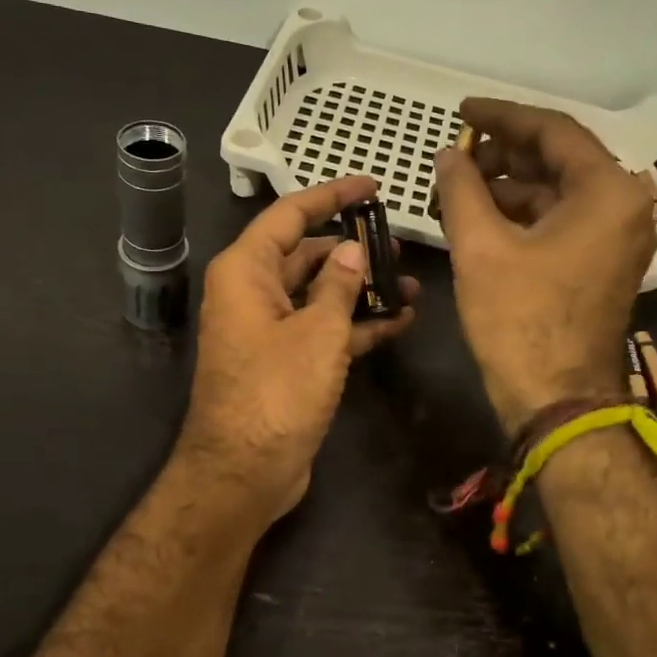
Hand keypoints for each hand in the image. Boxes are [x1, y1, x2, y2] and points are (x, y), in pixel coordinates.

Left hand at [177, 175, 418, 525]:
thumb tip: (352, 250)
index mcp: (246, 271)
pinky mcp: (286, 363)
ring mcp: (270, 330)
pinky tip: (400, 321)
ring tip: (411, 284)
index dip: (331, 195)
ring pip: (319, 295)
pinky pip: (323, 330)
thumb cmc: (277, 392)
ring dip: (361, 290)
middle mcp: (253, 293)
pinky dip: (356, 325)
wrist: (245, 472)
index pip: (290, 215)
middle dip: (352, 249)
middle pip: (306, 254)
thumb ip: (339, 284)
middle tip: (400, 244)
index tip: (371, 184)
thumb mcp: (317, 331)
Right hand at [434, 99, 655, 434]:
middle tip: (456, 153)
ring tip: (459, 187)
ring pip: (559, 192)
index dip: (501, 116)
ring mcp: (617, 237)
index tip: (462, 110)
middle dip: (503, 153)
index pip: (553, 131)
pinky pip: (563, 221)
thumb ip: (461, 188)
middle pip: (559, 160)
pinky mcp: (603, 264)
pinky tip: (483, 217)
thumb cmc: (520, 320)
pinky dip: (524, 215)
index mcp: (608, 191)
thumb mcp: (481, 247)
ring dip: (510, 186)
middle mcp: (625, 206)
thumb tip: (447, 155)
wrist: (557, 399)